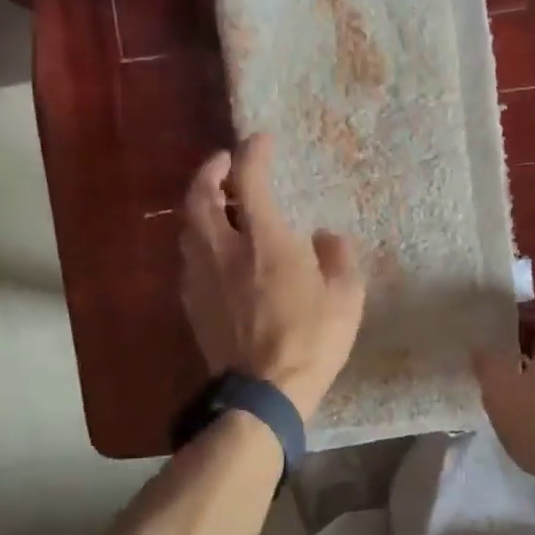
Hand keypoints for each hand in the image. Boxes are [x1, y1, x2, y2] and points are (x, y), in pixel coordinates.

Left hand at [179, 135, 365, 421]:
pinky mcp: (193, 304)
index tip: (262, 141)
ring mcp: (203, 278)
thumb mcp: (346, 297)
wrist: (264, 393)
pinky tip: (214, 250)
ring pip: (187, 227)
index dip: (253, 152)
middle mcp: (225, 250)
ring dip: (199, 205)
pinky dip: (198, 240)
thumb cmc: (312, 341)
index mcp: (265, 241)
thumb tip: (325, 238)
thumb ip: (338, 258)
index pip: (249, 180)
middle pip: (200, 196)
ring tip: (218, 204)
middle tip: (223, 164)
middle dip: (209, 171)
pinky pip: (188, 259)